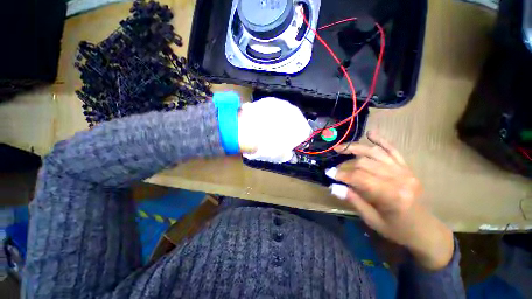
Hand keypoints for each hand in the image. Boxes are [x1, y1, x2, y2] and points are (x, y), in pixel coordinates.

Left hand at [238, 97, 311, 162]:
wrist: (249, 131)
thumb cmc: (268, 147)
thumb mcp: (279, 157)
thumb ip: (287, 155)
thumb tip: (288, 154)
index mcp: (302, 128)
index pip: (305, 133)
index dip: (297, 139)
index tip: (290, 143)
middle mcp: (296, 114)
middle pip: (295, 121)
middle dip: (289, 127)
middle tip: (278, 135)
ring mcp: (283, 104)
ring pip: (284, 113)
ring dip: (279, 119)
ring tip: (269, 127)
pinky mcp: (270, 100)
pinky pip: (273, 108)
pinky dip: (269, 114)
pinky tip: (262, 120)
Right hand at [327, 131, 453, 269]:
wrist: (424, 230)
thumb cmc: (397, 229)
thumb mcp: (372, 220)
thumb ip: (353, 200)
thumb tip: (333, 186)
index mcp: (392, 196)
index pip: (360, 178)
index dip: (342, 174)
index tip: (328, 173)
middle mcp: (399, 179)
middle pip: (365, 164)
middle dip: (345, 165)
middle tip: (334, 168)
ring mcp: (405, 170)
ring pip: (375, 153)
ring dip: (355, 149)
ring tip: (340, 148)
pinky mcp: (407, 167)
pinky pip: (393, 150)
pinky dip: (381, 141)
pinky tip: (371, 133)